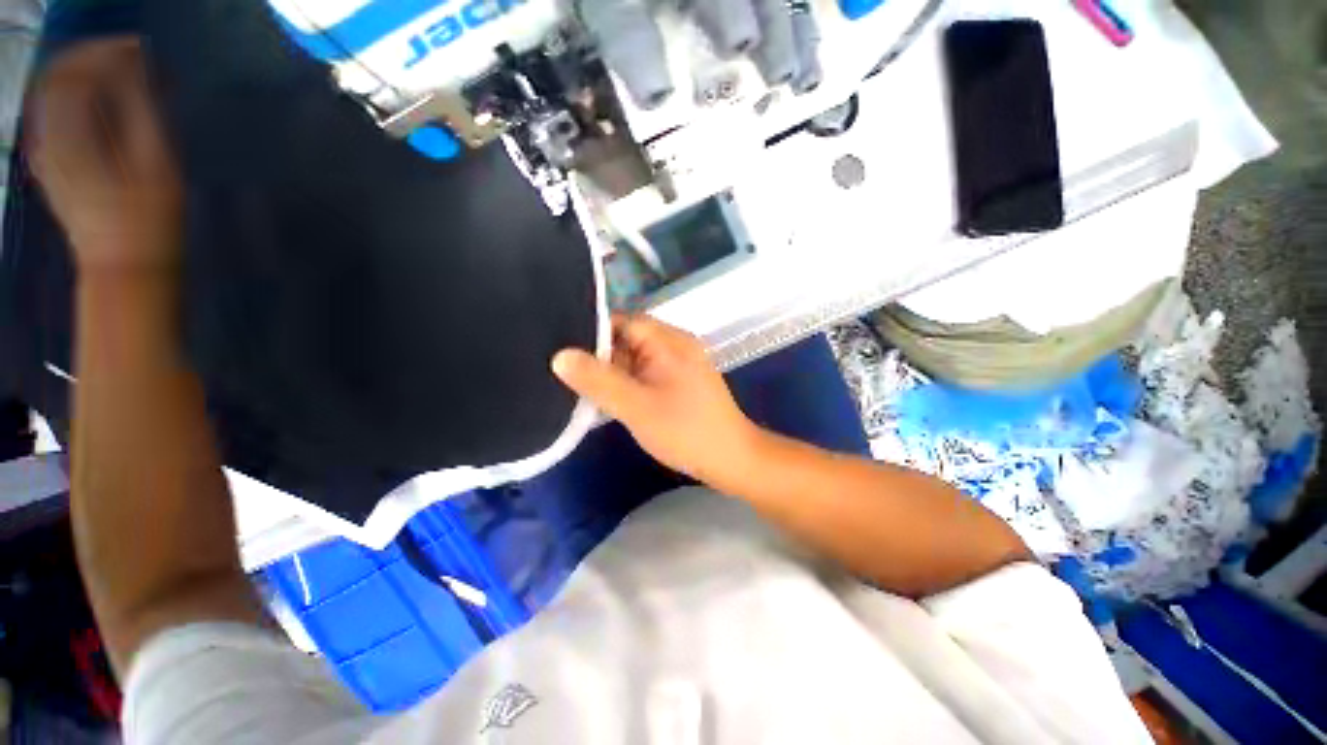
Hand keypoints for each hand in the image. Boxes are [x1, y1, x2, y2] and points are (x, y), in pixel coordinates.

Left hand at [25, 37, 181, 273]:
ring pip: (51, 95)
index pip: (77, 71)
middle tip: (131, 60)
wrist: (125, 269)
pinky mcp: (49, 166)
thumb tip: (138, 68)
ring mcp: (46, 154)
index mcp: (74, 135)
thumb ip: (142, 111)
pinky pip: (52, 117)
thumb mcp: (158, 165)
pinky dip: (75, 101)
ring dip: (84, 77)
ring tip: (121, 78)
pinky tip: (101, 105)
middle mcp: (49, 138)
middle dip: (94, 59)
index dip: (108, 52)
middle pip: (58, 77)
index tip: (141, 50)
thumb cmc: (152, 223)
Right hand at [552, 314, 761, 485]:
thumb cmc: (684, 430)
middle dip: (598, 355)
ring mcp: (679, 364)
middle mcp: (675, 344)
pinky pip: (646, 373)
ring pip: (635, 358)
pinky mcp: (680, 382)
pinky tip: (608, 396)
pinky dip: (627, 382)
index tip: (560, 347)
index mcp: (668, 340)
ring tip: (578, 383)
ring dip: (612, 371)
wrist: (731, 459)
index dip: (591, 331)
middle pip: (627, 339)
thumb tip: (560, 356)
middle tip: (563, 370)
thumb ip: (598, 380)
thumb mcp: (636, 406)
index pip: (622, 321)